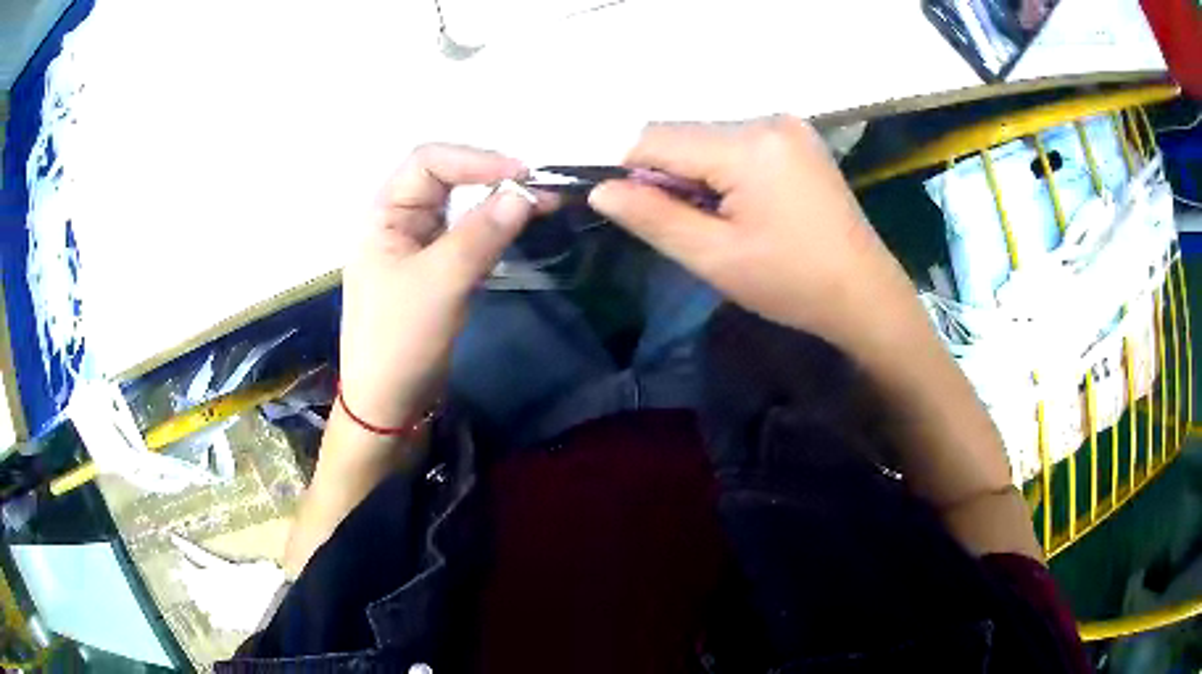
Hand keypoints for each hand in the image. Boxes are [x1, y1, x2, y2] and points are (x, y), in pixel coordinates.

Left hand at [338, 144, 536, 430]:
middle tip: (540, 191)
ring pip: (459, 207)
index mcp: (384, 214)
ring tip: (540, 206)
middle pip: (445, 179)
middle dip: (490, 177)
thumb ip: (481, 234)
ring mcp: (416, 246)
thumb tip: (525, 193)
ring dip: (496, 203)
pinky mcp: (433, 269)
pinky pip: (464, 236)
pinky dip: (492, 229)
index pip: (428, 161)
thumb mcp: (440, 283)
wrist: (387, 404)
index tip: (522, 175)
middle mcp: (398, 221)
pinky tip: (517, 230)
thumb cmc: (400, 341)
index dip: (474, 158)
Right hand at [588, 117, 915, 352]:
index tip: (624, 205)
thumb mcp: (714, 257)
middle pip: (684, 134)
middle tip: (683, 225)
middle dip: (666, 173)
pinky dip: (723, 168)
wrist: (864, 294)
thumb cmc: (791, 283)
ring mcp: (787, 125)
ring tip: (717, 220)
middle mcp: (767, 119)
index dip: (626, 167)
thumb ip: (653, 217)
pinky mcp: (798, 138)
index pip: (656, 137)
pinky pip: (738, 142)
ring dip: (695, 172)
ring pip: (708, 138)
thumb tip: (599, 189)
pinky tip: (740, 204)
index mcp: (747, 146)